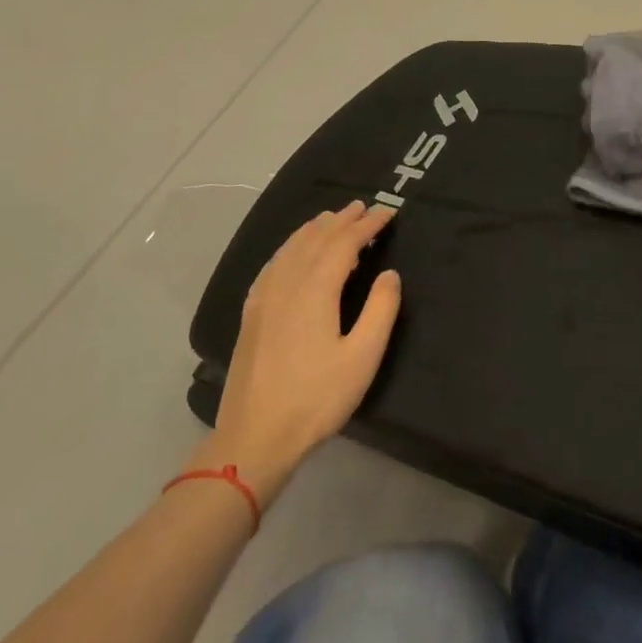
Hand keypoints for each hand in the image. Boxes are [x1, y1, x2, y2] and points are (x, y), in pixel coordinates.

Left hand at [187, 201, 400, 497]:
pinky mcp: (252, 314)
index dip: (367, 225)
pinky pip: (273, 265)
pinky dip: (289, 248)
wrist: (255, 436)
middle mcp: (286, 284)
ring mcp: (263, 298)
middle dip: (341, 220)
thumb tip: (389, 274)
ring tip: (332, 219)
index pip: (343, 244)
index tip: (388, 212)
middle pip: (314, 239)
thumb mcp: (363, 357)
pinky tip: (293, 253)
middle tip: (362, 207)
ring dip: (314, 230)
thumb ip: (380, 310)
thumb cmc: (317, 398)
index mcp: (315, 290)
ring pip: (289, 249)